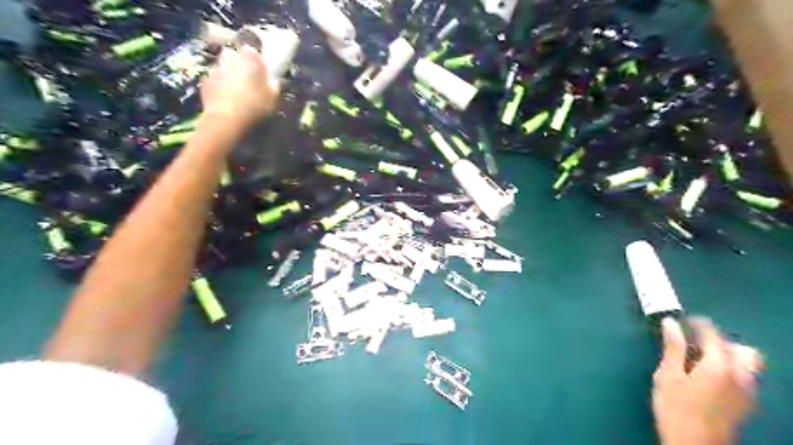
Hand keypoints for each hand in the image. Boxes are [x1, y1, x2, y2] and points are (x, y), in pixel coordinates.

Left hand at [199, 46, 279, 129]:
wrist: (226, 119)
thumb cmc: (254, 105)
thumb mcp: (273, 97)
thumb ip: (273, 84)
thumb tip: (272, 80)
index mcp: (249, 57)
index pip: (253, 51)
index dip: (257, 62)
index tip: (262, 73)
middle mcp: (230, 56)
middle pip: (236, 58)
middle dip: (241, 67)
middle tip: (249, 83)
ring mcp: (214, 68)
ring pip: (224, 68)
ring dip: (229, 76)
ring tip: (236, 94)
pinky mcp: (204, 81)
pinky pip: (215, 81)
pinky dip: (219, 87)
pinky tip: (226, 100)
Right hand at [650, 318, 760, 444]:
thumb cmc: (675, 407)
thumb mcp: (667, 375)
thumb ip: (673, 347)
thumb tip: (671, 322)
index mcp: (720, 366)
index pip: (713, 334)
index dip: (697, 324)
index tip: (680, 320)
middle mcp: (741, 376)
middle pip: (741, 349)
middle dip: (719, 341)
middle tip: (693, 342)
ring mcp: (747, 392)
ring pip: (746, 364)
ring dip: (726, 356)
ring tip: (698, 360)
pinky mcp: (745, 404)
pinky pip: (744, 378)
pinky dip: (729, 370)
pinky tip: (706, 377)